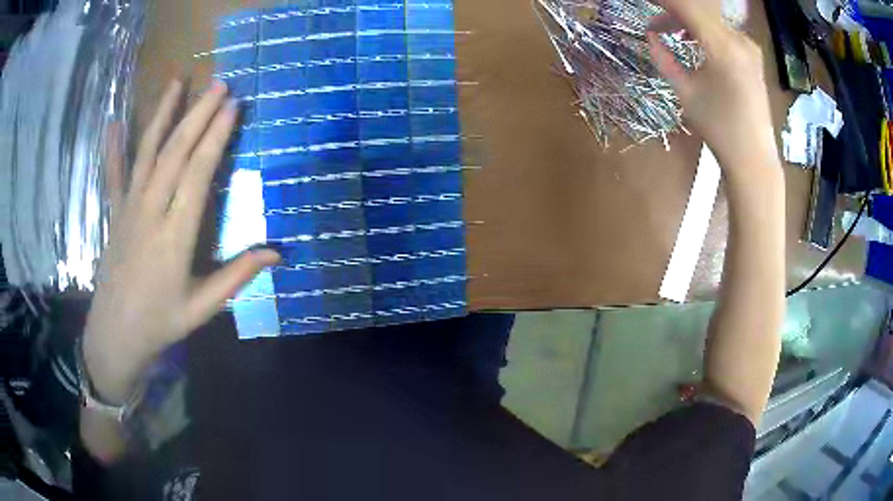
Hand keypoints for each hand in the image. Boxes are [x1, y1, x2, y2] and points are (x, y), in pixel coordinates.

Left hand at [83, 80, 279, 403]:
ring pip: (147, 153)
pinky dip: (113, 148)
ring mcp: (129, 209)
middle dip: (198, 115)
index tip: (233, 106)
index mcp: (175, 236)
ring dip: (163, 116)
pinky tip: (114, 122)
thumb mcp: (202, 308)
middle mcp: (151, 212)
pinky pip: (113, 175)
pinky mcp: (115, 213)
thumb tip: (277, 253)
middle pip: (175, 153)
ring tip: (176, 83)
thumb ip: (236, 276)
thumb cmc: (160, 323)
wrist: (116, 335)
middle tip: (219, 84)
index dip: (216, 137)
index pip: (197, 174)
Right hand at [647, 0, 778, 174]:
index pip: (686, 6)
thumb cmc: (719, 129)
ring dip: (688, 21)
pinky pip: (723, 31)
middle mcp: (739, 39)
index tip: (645, 2)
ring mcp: (748, 47)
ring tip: (668, 33)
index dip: (663, 1)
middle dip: (673, 11)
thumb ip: (664, 57)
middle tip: (653, 21)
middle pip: (700, 9)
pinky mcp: (752, 56)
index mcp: (722, 47)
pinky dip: (704, 31)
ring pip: (712, 19)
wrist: (754, 158)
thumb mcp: (685, 92)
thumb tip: (651, 35)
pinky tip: (692, 41)